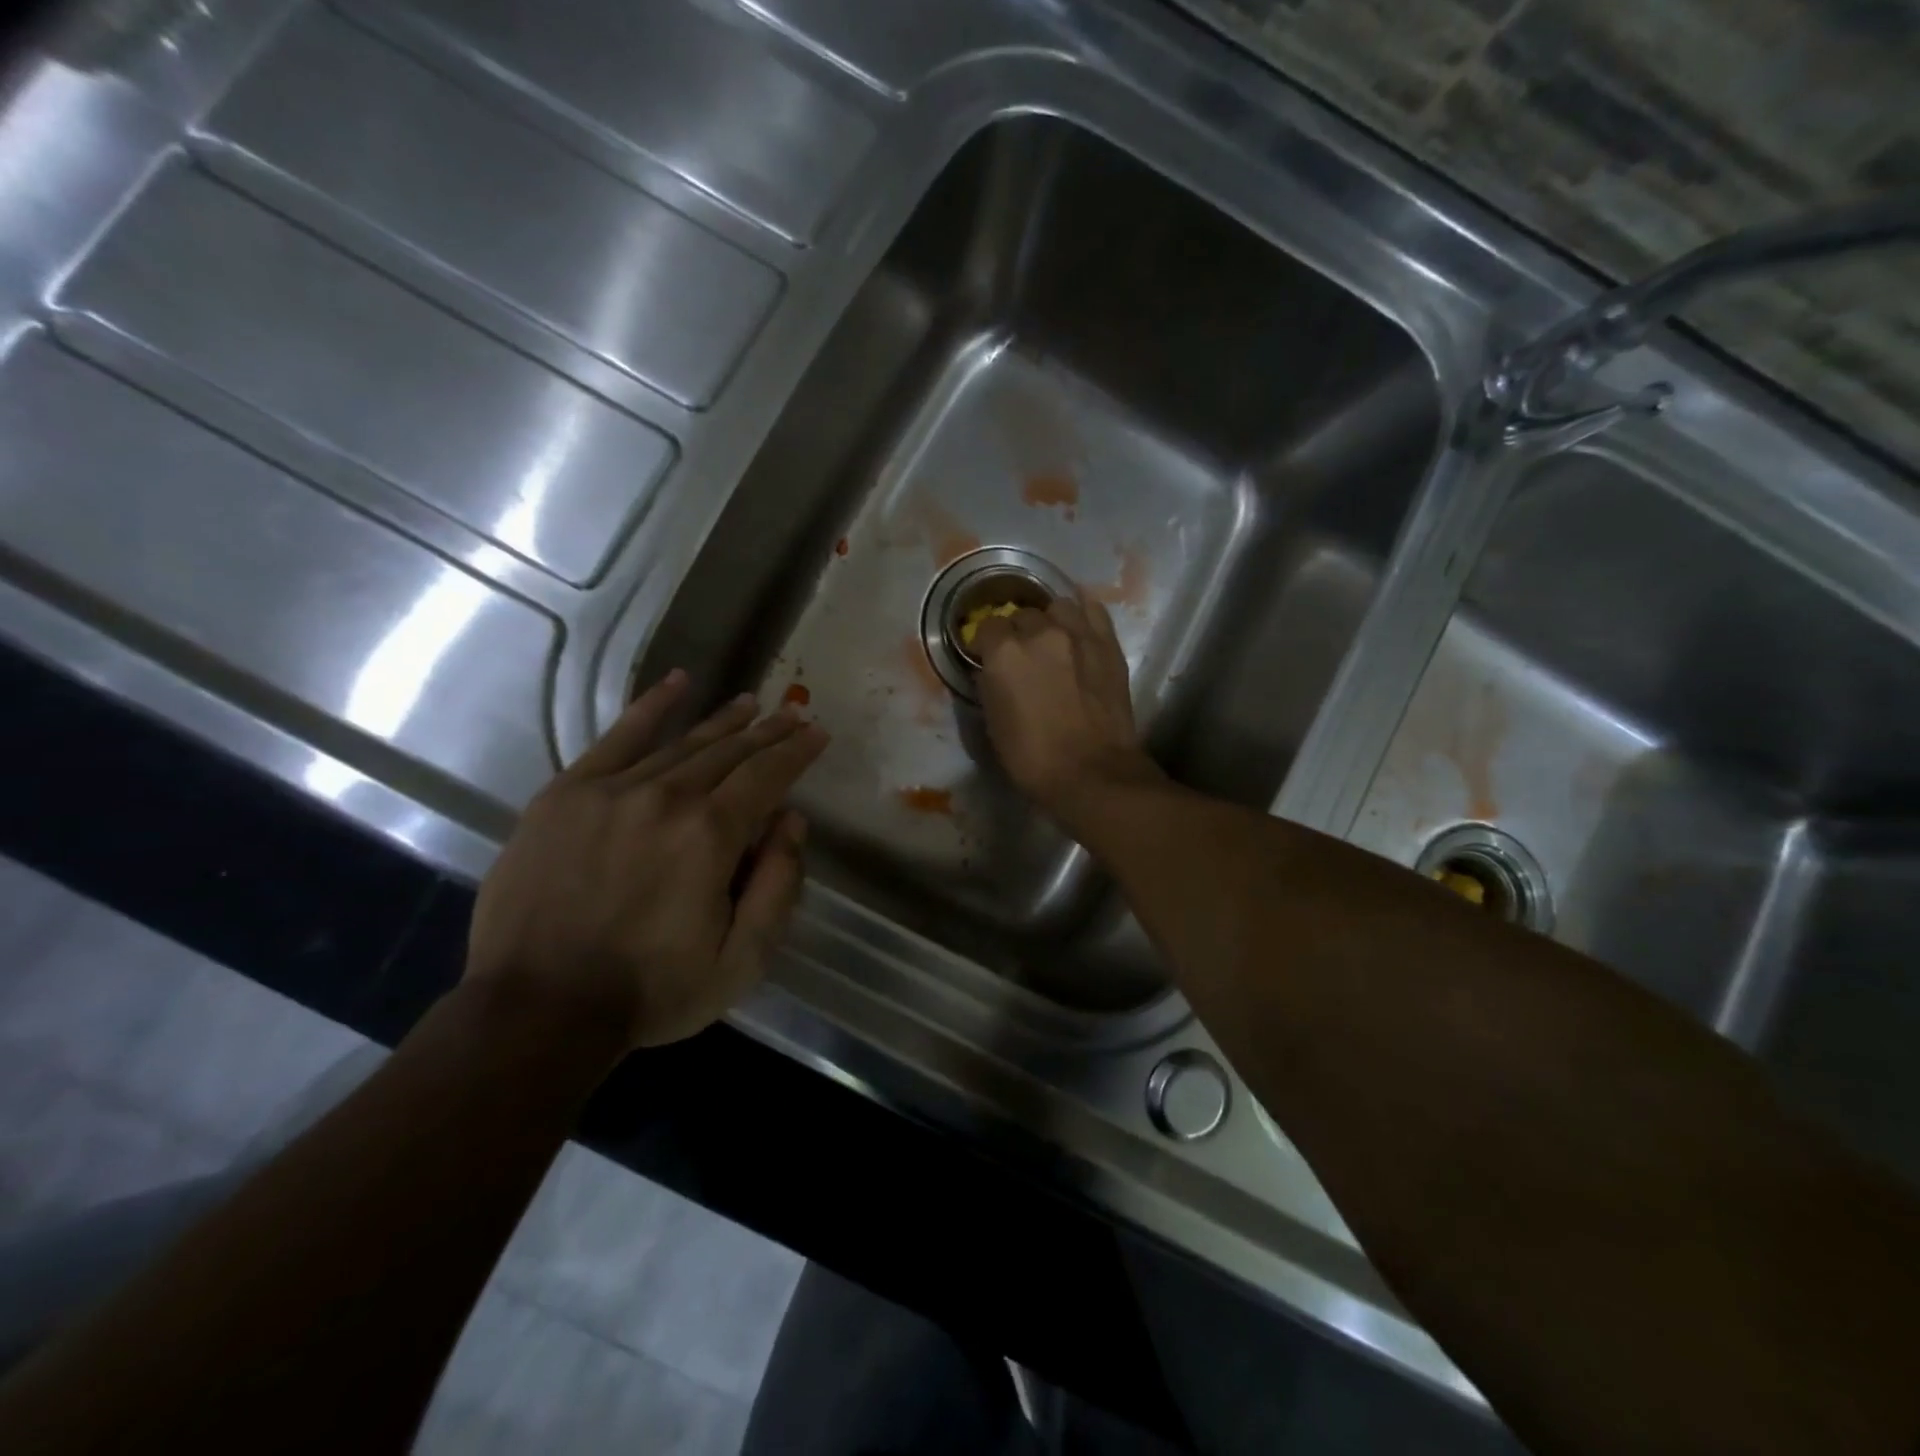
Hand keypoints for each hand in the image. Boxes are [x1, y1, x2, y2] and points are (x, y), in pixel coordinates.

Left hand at [466, 671, 828, 1048]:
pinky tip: (678, 682)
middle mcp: (666, 797)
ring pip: (682, 743)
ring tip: (750, 703)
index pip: (767, 776)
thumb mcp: (742, 960)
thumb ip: (779, 886)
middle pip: (729, 752)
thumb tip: (793, 821)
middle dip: (768, 731)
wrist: (537, 1010)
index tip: (818, 733)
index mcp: (710, 836)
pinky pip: (618, 737)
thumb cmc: (651, 992)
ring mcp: (611, 790)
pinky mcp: (566, 794)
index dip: (797, 752)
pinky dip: (652, 707)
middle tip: (793, 712)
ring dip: (723, 721)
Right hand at [972, 591, 1163, 829]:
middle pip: (1022, 615)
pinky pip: (1094, 610)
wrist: (1092, 772)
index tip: (987, 657)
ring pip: (1058, 607)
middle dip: (1018, 632)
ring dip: (1050, 620)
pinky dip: (1082, 613)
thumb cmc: (1033, 758)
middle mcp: (1040, 632)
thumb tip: (992, 669)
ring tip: (1052, 640)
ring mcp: (1078, 634)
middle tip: (1022, 656)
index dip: (985, 642)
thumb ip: (991, 685)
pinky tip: (1078, 625)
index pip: (987, 626)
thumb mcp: (994, 723)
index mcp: (1004, 653)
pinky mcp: (1108, 644)